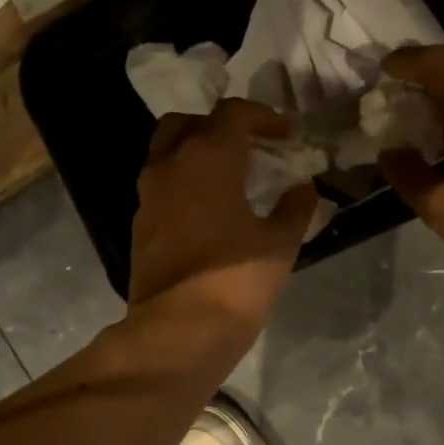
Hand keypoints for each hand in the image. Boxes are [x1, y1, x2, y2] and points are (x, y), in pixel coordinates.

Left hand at [129, 97, 315, 339]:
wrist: (180, 331)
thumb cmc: (236, 281)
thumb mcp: (279, 244)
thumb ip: (294, 208)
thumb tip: (304, 188)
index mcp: (207, 157)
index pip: (233, 113)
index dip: (264, 117)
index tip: (287, 136)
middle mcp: (169, 165)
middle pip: (188, 123)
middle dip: (219, 127)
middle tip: (248, 148)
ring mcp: (148, 195)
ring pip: (167, 152)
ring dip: (196, 153)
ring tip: (229, 178)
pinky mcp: (140, 224)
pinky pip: (160, 185)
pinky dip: (183, 183)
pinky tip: (208, 209)